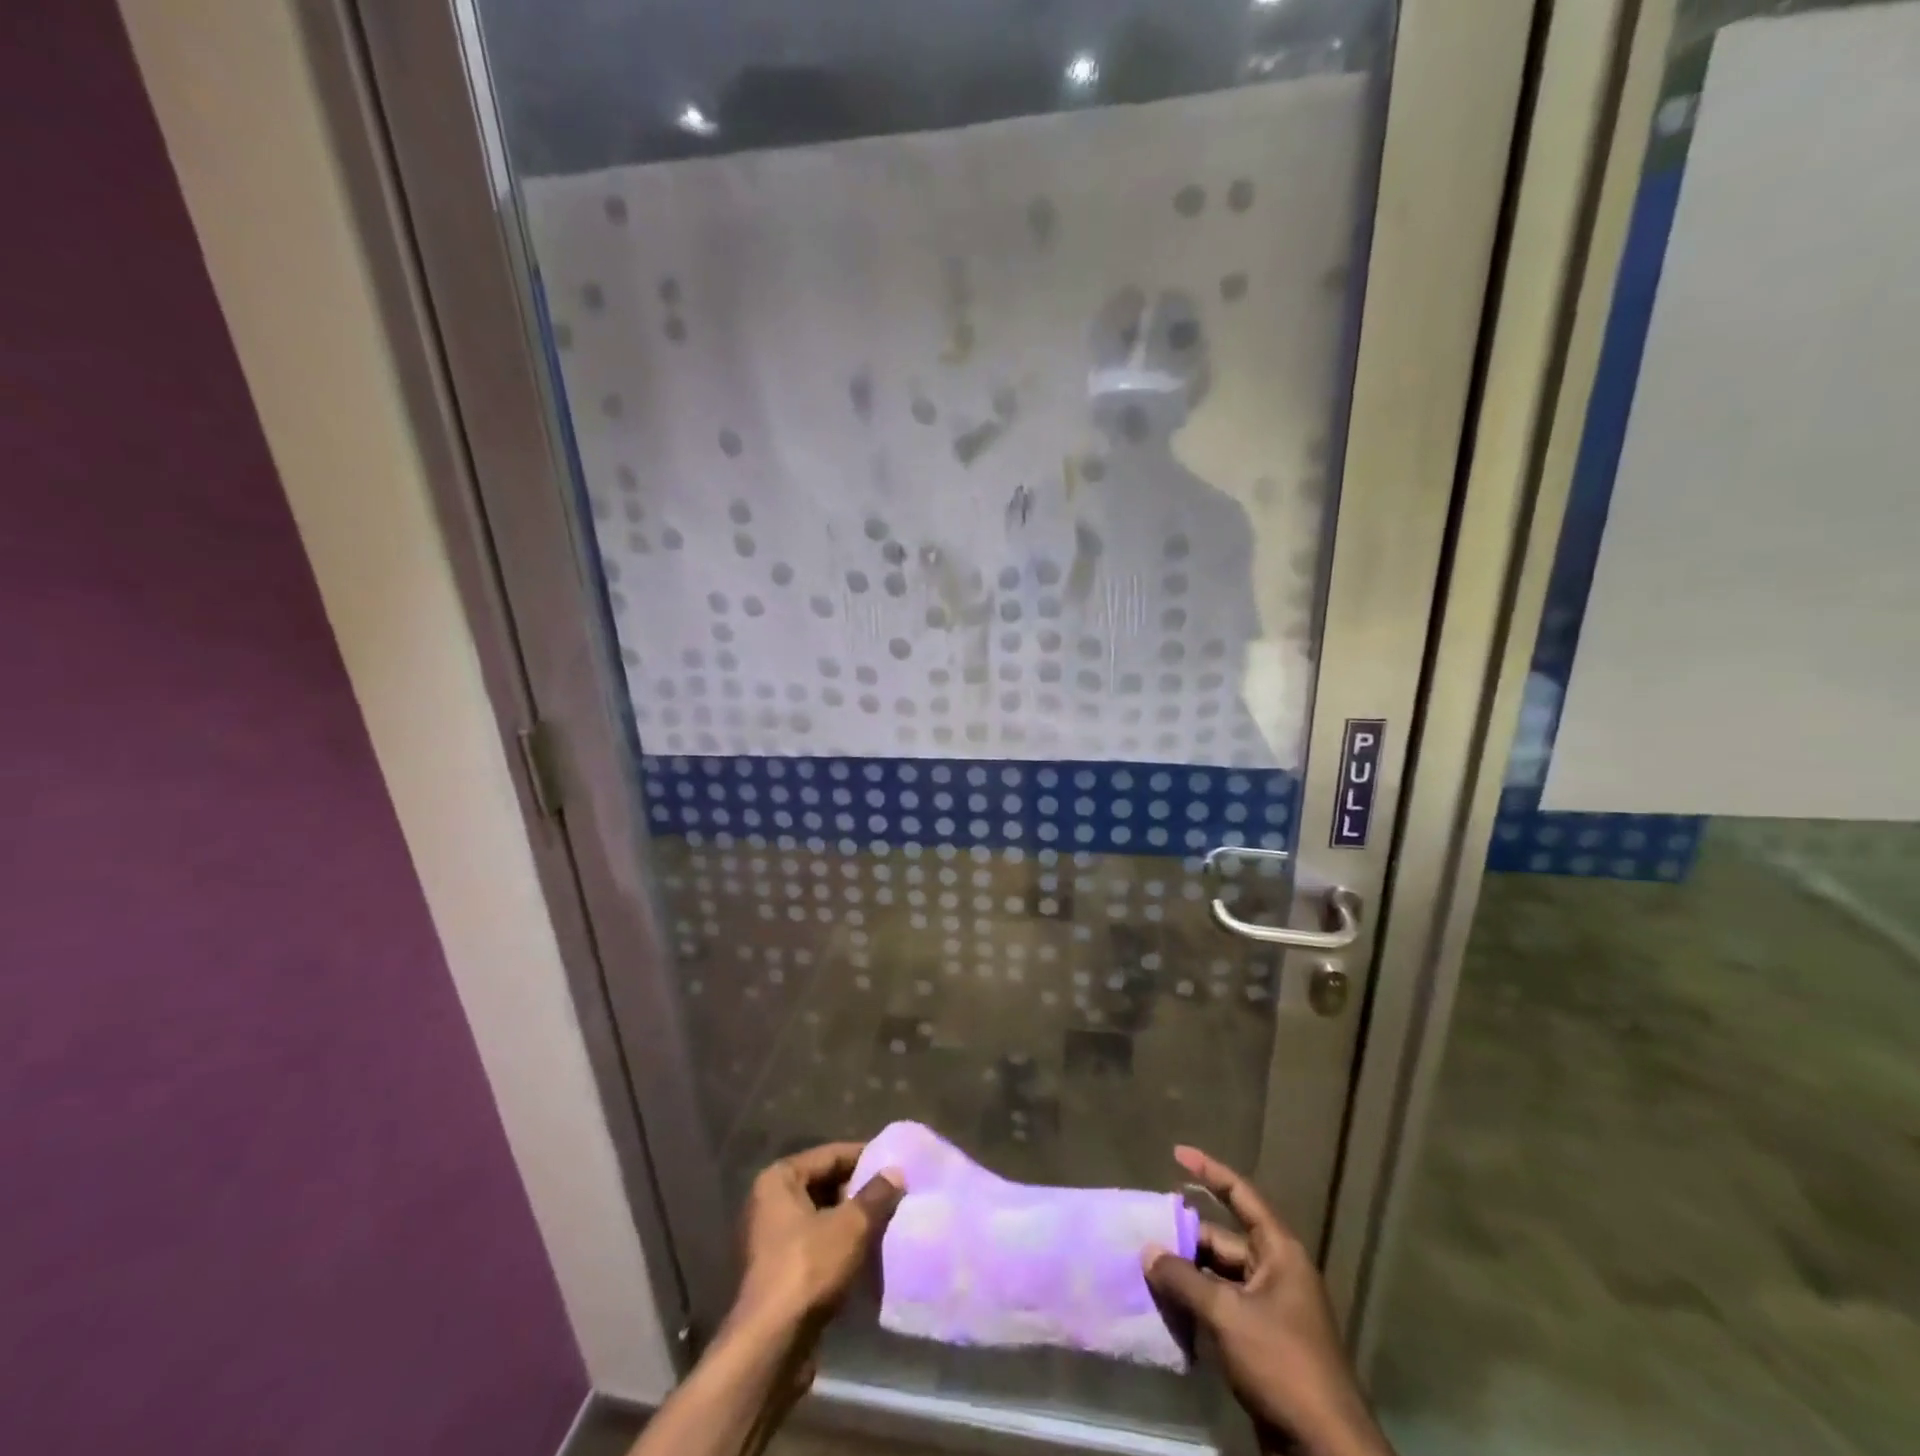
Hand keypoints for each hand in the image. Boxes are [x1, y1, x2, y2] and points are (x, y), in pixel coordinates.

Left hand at [730, 1141, 904, 1335]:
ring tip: (888, 1223)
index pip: (830, 1155)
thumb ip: (876, 1195)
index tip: (895, 1162)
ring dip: (851, 1222)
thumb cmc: (808, 1269)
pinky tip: (868, 1256)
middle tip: (895, 1195)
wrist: (772, 1346)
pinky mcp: (779, 1275)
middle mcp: (769, 1204)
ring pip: (821, 1219)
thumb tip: (896, 1173)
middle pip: (824, 1185)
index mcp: (779, 1180)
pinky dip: (840, 1248)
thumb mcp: (851, 1226)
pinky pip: (816, 1247)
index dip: (864, 1157)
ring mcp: (771, 1241)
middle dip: (859, 1192)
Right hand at [1143, 1146, 1392, 1455]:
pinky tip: (1166, 1310)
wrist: (1324, 1448)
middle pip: (1221, 1240)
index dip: (1209, 1172)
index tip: (1177, 1153)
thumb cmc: (1282, 1363)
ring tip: (1145, 1270)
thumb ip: (1184, 1279)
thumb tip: (1148, 1252)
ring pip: (1218, 1277)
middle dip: (1184, 1238)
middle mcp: (1275, 1272)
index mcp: (1278, 1252)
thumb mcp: (1227, 1315)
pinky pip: (1222, 1308)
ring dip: (1186, 1276)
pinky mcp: (1262, 1343)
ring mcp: (1270, 1309)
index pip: (1241, 1195)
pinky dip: (1196, 1305)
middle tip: (1143, 1235)